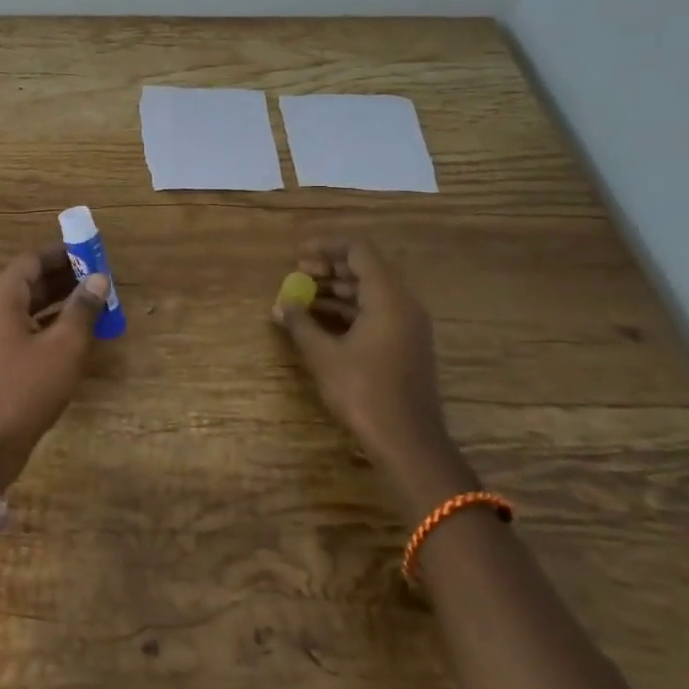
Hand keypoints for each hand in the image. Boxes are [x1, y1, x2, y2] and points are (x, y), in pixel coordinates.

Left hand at [0, 245, 110, 489]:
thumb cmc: (26, 387)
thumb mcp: (64, 346)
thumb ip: (83, 308)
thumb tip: (99, 278)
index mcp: (4, 297)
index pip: (33, 259)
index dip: (63, 253)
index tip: (93, 251)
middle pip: (33, 281)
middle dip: (67, 276)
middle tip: (102, 277)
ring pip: (34, 306)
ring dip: (64, 302)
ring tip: (100, 302)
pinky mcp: (4, 360)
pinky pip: (32, 330)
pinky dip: (56, 325)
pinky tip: (83, 334)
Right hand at [274, 238, 472, 518]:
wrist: (407, 441)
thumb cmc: (363, 391)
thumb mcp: (323, 355)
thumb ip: (300, 324)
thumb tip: (281, 304)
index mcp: (387, 297)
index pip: (358, 251)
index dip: (326, 247)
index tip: (298, 255)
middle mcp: (403, 304)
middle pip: (365, 270)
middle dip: (328, 269)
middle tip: (296, 274)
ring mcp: (408, 327)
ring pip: (369, 294)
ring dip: (336, 292)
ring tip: (301, 298)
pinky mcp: (405, 346)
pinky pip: (375, 314)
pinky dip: (348, 311)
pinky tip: (320, 324)